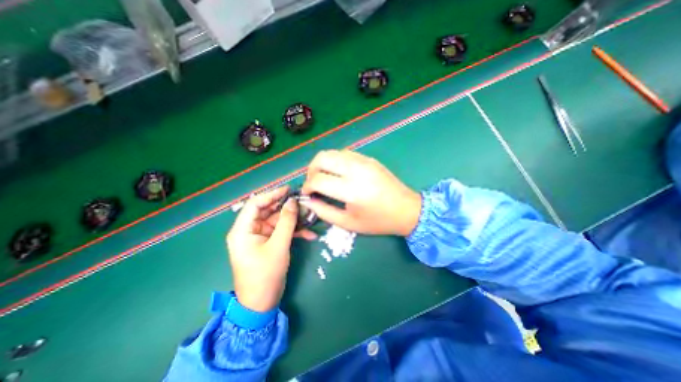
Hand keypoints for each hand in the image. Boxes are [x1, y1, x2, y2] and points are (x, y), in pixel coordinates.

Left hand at [225, 185, 316, 312]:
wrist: (262, 303)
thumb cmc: (265, 274)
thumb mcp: (278, 246)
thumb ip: (286, 222)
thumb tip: (293, 202)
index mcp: (243, 230)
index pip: (255, 204)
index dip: (272, 194)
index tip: (289, 190)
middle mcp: (250, 230)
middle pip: (268, 211)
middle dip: (286, 207)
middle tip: (303, 201)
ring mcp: (260, 237)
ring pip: (277, 221)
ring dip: (294, 220)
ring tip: (310, 216)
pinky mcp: (269, 243)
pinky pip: (281, 232)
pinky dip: (294, 231)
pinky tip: (310, 234)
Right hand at [302, 149, 421, 235]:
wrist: (406, 209)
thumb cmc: (377, 221)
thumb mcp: (348, 223)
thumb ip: (324, 212)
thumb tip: (308, 201)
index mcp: (351, 191)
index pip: (318, 180)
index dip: (307, 186)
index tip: (307, 194)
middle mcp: (356, 171)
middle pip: (322, 158)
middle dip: (311, 169)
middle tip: (313, 182)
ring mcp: (364, 161)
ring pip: (333, 152)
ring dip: (323, 163)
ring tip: (324, 177)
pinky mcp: (369, 158)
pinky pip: (345, 153)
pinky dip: (336, 161)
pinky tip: (339, 173)